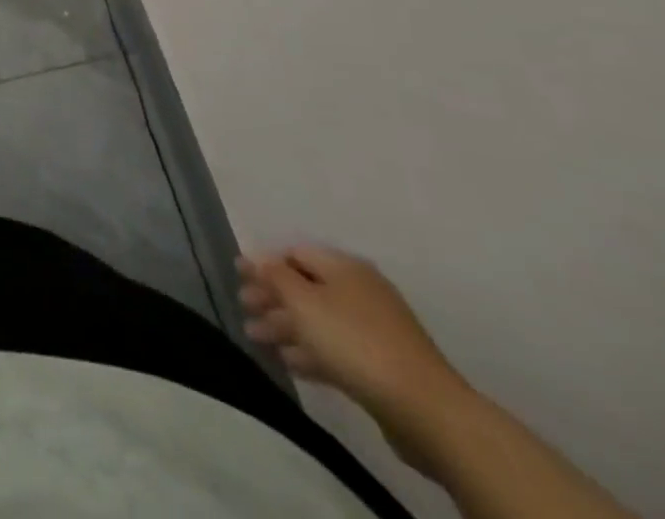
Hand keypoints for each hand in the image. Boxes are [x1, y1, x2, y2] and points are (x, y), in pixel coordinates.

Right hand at [237, 246, 468, 466]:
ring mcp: (375, 330)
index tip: (238, 278)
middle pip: (305, 287)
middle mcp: (360, 291)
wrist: (427, 410)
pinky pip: (336, 349)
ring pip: (319, 320)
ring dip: (285, 327)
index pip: (294, 253)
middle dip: (271, 298)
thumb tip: (252, 256)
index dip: (264, 263)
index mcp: (344, 267)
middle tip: (244, 310)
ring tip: (256, 339)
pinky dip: (310, 351)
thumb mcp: (303, 301)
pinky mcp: (383, 366)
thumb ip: (273, 275)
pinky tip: (288, 362)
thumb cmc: (355, 342)